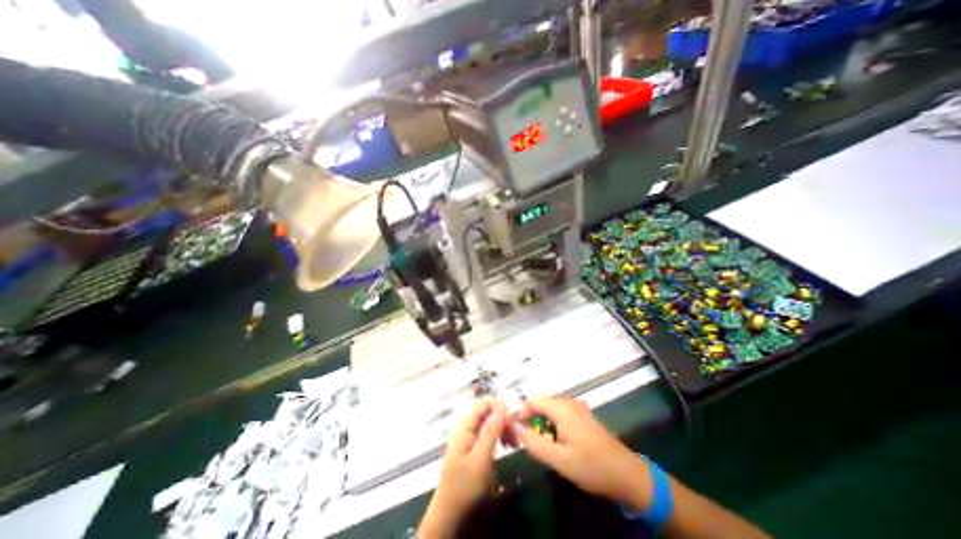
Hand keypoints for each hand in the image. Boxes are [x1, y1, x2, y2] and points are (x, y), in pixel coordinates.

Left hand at [421, 398, 509, 537]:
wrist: (450, 511)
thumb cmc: (465, 483)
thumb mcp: (481, 457)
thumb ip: (491, 430)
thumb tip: (502, 406)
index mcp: (465, 425)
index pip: (484, 403)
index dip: (499, 407)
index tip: (513, 421)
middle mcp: (465, 425)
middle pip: (487, 412)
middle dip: (503, 420)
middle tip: (516, 436)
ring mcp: (468, 435)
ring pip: (489, 422)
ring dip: (502, 429)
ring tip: (513, 443)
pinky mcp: (472, 445)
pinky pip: (487, 433)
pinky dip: (498, 436)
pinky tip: (506, 446)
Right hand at [510, 398, 653, 512]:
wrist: (628, 474)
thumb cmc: (592, 466)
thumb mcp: (559, 460)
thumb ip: (533, 442)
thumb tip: (514, 427)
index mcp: (562, 408)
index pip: (532, 400)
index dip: (521, 414)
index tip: (518, 433)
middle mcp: (568, 402)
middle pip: (541, 404)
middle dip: (531, 420)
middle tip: (529, 442)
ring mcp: (577, 408)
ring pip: (550, 410)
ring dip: (542, 424)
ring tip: (543, 445)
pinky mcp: (582, 415)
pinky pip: (560, 414)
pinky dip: (553, 425)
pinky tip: (558, 443)